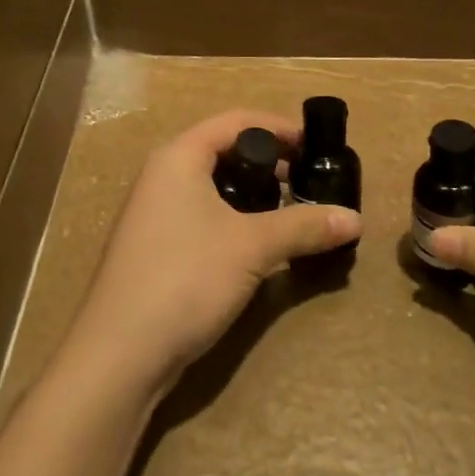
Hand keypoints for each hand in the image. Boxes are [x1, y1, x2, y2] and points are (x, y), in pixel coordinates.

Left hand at [59, 110, 362, 400]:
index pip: (235, 121)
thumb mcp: (252, 247)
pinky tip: (257, 245)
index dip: (278, 128)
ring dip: (253, 194)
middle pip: (222, 151)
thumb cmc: (185, 278)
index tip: (315, 145)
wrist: (119, 354)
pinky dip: (233, 219)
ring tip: (289, 213)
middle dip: (268, 162)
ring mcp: (154, 214)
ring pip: (212, 187)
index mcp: (178, 157)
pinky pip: (201, 215)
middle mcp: (161, 176)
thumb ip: (303, 226)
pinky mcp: (155, 248)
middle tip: (308, 181)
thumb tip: (355, 219)